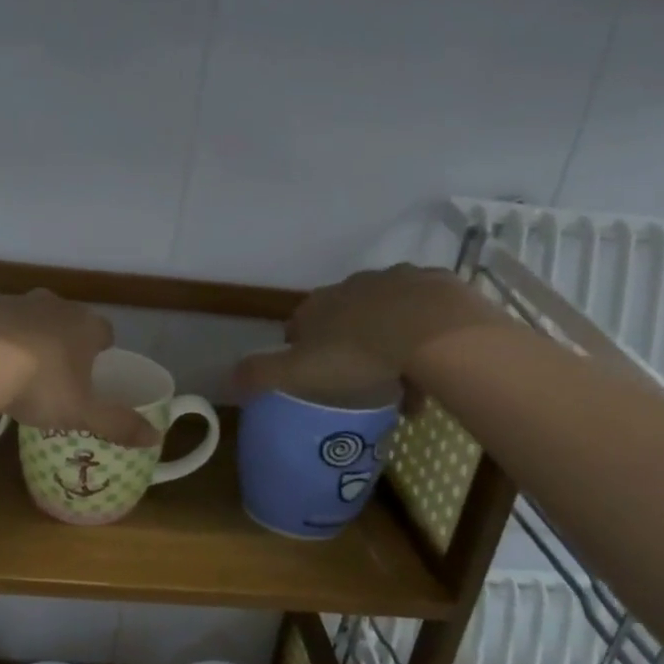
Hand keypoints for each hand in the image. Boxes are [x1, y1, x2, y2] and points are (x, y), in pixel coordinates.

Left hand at [0, 291, 160, 447]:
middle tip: (58, 373)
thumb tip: (156, 438)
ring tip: (19, 371)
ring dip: (29, 337)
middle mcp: (53, 305)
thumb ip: (119, 425)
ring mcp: (14, 303)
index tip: (94, 370)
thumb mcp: (82, 413)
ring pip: (30, 318)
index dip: (102, 349)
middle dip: (66, 340)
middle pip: (67, 319)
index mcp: (84, 326)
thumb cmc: (39, 385)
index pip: (105, 330)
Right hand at [235, 265, 508, 404]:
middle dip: (351, 346)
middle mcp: (353, 286)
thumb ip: (261, 374)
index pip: (300, 325)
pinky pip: (426, 314)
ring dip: (391, 341)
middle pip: (345, 318)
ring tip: (406, 381)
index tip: (318, 378)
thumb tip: (226, 379)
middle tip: (365, 382)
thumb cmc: (358, 354)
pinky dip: (426, 336)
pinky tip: (435, 363)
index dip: (305, 351)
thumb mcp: (299, 372)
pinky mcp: (436, 284)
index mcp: (318, 306)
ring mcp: (397, 281)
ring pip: (387, 315)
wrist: (433, 330)